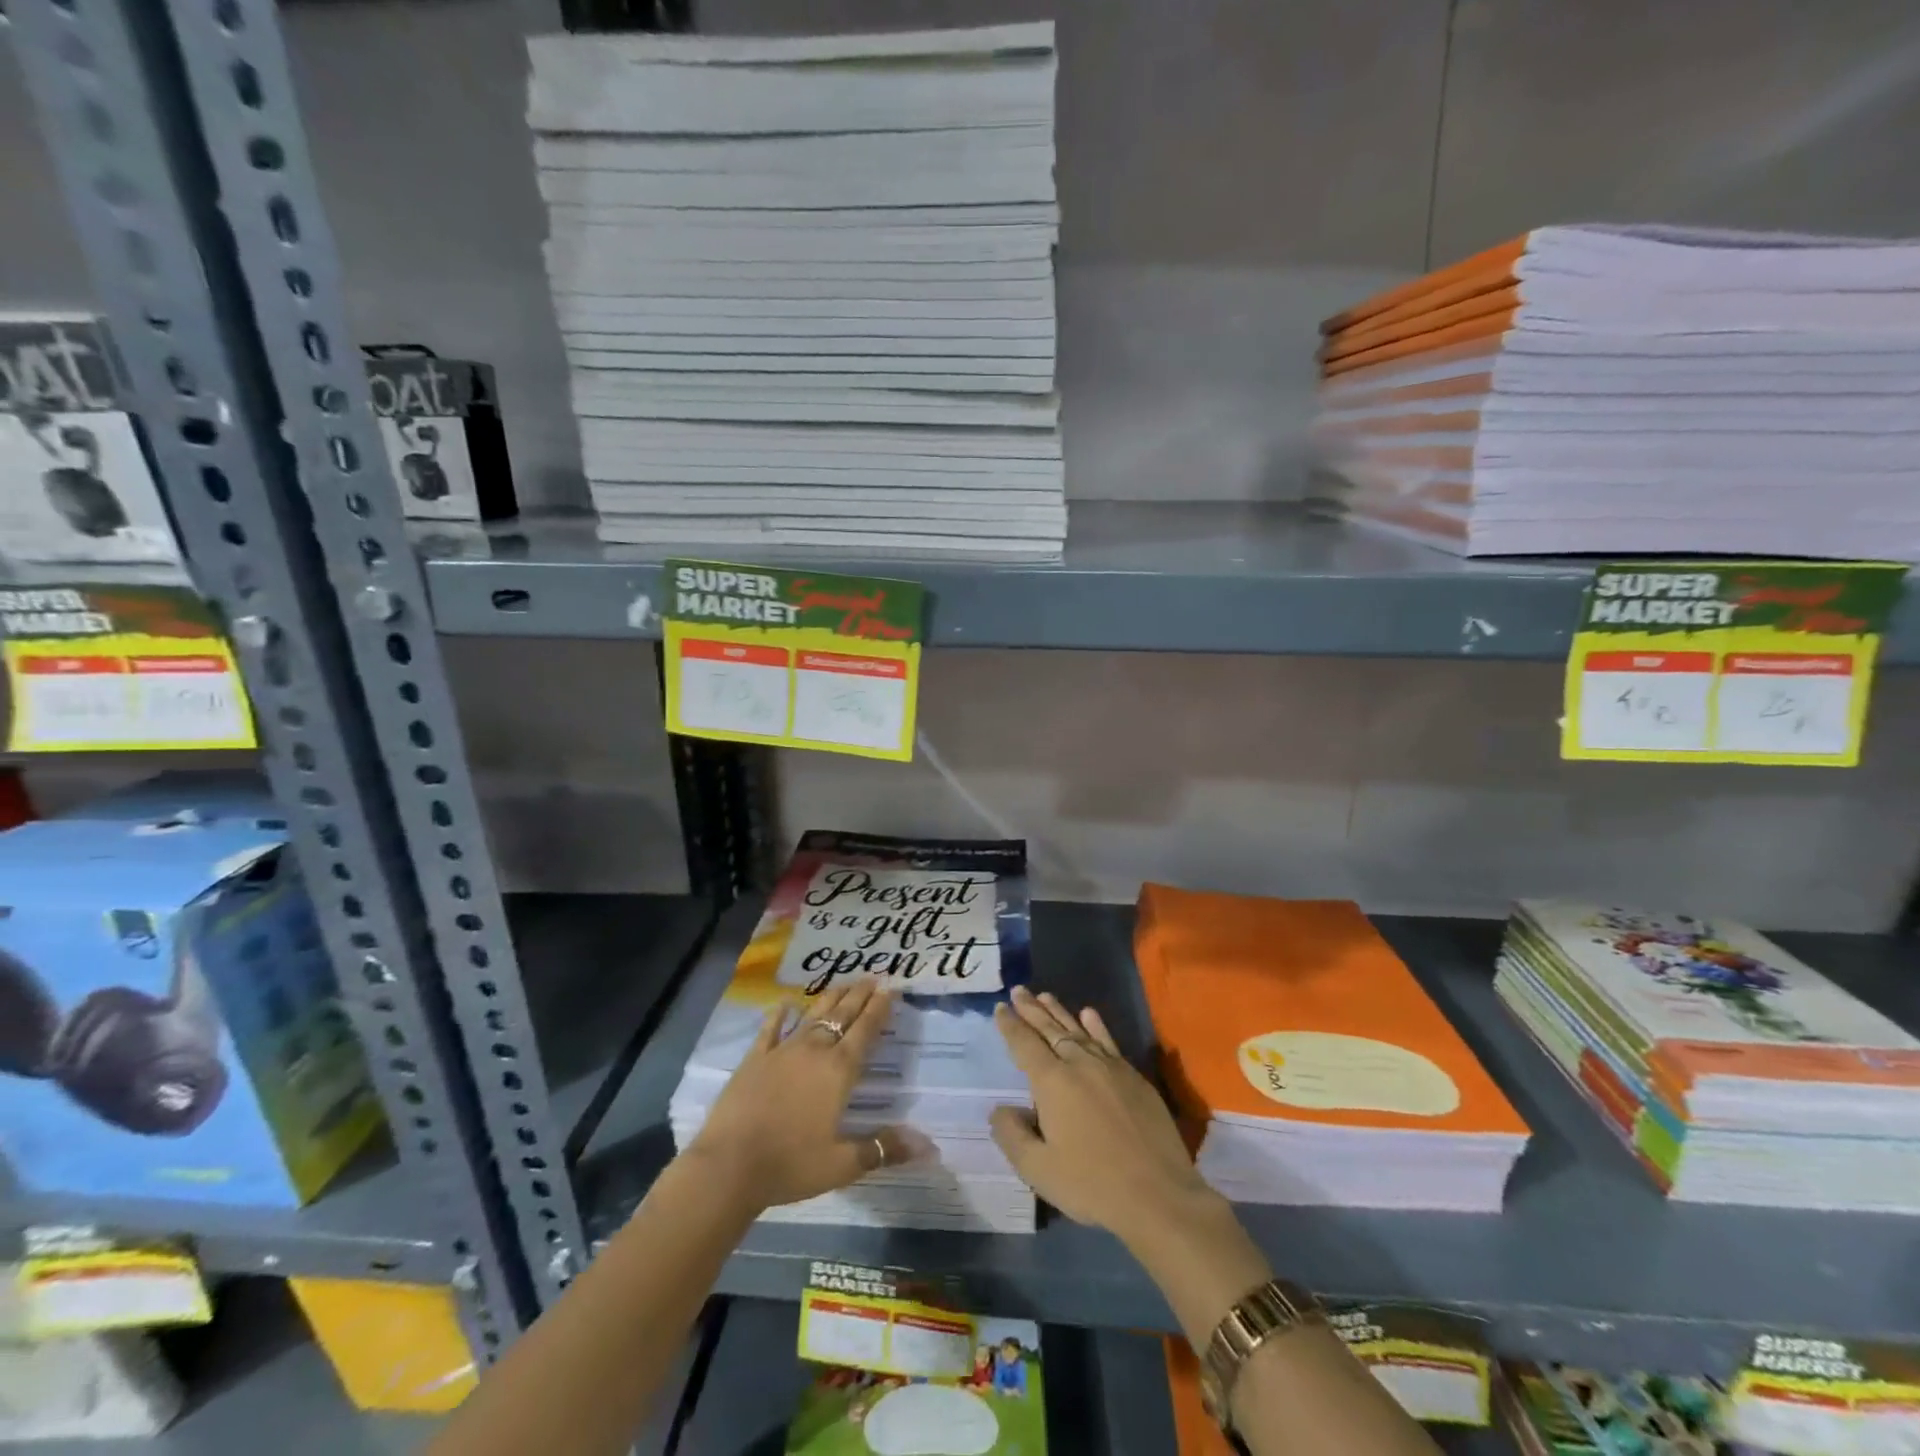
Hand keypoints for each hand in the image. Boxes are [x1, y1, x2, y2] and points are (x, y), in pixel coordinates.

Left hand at [686, 978, 904, 1211]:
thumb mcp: (843, 1164)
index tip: (891, 989)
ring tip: (843, 983)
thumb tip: (929, 1146)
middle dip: (859, 995)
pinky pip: (770, 1029)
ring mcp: (782, 1051)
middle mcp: (814, 1051)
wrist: (729, 1166)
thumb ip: (884, 1149)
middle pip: (842, 1015)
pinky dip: (779, 1013)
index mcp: (839, 1072)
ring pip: (812, 1015)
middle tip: (872, 977)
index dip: (880, 1009)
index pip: (866, 1032)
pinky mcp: (755, 1059)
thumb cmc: (791, 1165)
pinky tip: (785, 1001)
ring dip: (830, 998)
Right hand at [988, 986, 1218, 1248]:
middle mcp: (1079, 1064)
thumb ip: (1012, 1135)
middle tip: (1018, 990)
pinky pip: (1108, 1041)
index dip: (1010, 1025)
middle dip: (1031, 1009)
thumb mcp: (1038, 1169)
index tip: (1000, 1007)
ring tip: (1045, 996)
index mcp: (1052, 1082)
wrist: (1158, 1194)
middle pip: (1050, 1029)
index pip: (1025, 1044)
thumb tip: (1001, 1110)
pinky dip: (1096, 1026)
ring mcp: (1110, 1067)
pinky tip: (1089, 1014)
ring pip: (1078, 1030)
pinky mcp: (1134, 1077)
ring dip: (1059, 1012)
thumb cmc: (1091, 1184)